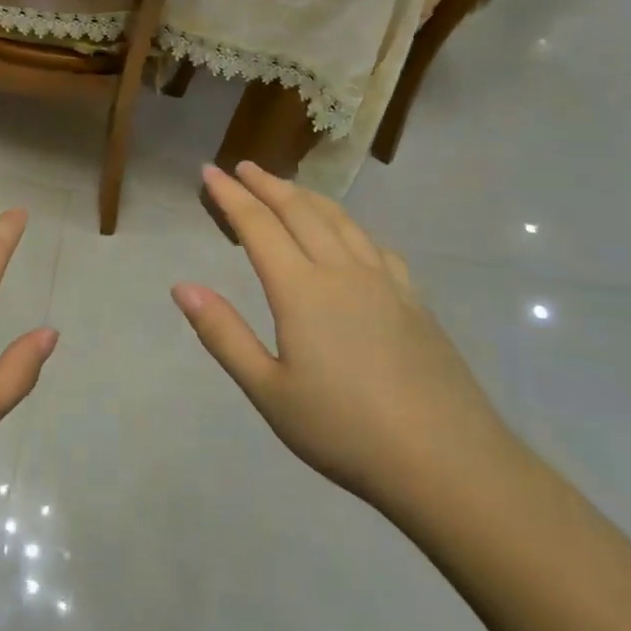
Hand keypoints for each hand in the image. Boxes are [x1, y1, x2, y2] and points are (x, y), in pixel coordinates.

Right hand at [174, 162, 509, 508]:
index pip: (258, 226)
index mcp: (302, 290)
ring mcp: (384, 283)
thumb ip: (223, 334)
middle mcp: (342, 272)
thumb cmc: (345, 430)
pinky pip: (374, 245)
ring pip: (340, 221)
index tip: (209, 171)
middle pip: (300, 212)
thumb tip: (182, 287)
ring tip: (287, 187)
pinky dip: (349, 226)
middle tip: (243, 167)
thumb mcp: (268, 391)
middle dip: (267, 185)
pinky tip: (349, 236)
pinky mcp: (414, 300)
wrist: (448, 463)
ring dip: (307, 197)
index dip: (230, 197)